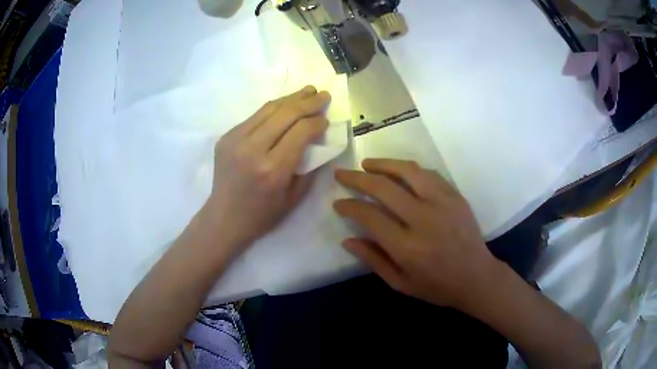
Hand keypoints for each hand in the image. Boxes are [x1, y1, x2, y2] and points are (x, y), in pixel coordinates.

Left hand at [204, 86, 330, 252]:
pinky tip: (285, 105)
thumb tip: (319, 140)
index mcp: (273, 169)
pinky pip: (255, 116)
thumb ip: (309, 166)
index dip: (317, 121)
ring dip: (291, 98)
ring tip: (308, 91)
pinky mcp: (226, 136)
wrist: (224, 217)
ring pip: (269, 109)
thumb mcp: (294, 198)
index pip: (301, 131)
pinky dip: (273, 108)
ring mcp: (235, 140)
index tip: (326, 120)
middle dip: (308, 102)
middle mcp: (253, 149)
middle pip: (286, 114)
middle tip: (323, 94)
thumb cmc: (262, 214)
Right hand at [334, 159, 500, 308]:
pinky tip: (398, 170)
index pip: (370, 216)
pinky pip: (428, 173)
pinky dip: (408, 169)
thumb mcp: (400, 283)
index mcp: (407, 247)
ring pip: (407, 171)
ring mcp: (442, 203)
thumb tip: (347, 240)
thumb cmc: (437, 286)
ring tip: (367, 164)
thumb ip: (373, 260)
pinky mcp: (455, 196)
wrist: (476, 277)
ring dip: (383, 164)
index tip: (338, 203)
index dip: (350, 207)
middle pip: (384, 188)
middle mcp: (423, 219)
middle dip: (357, 178)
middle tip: (342, 174)